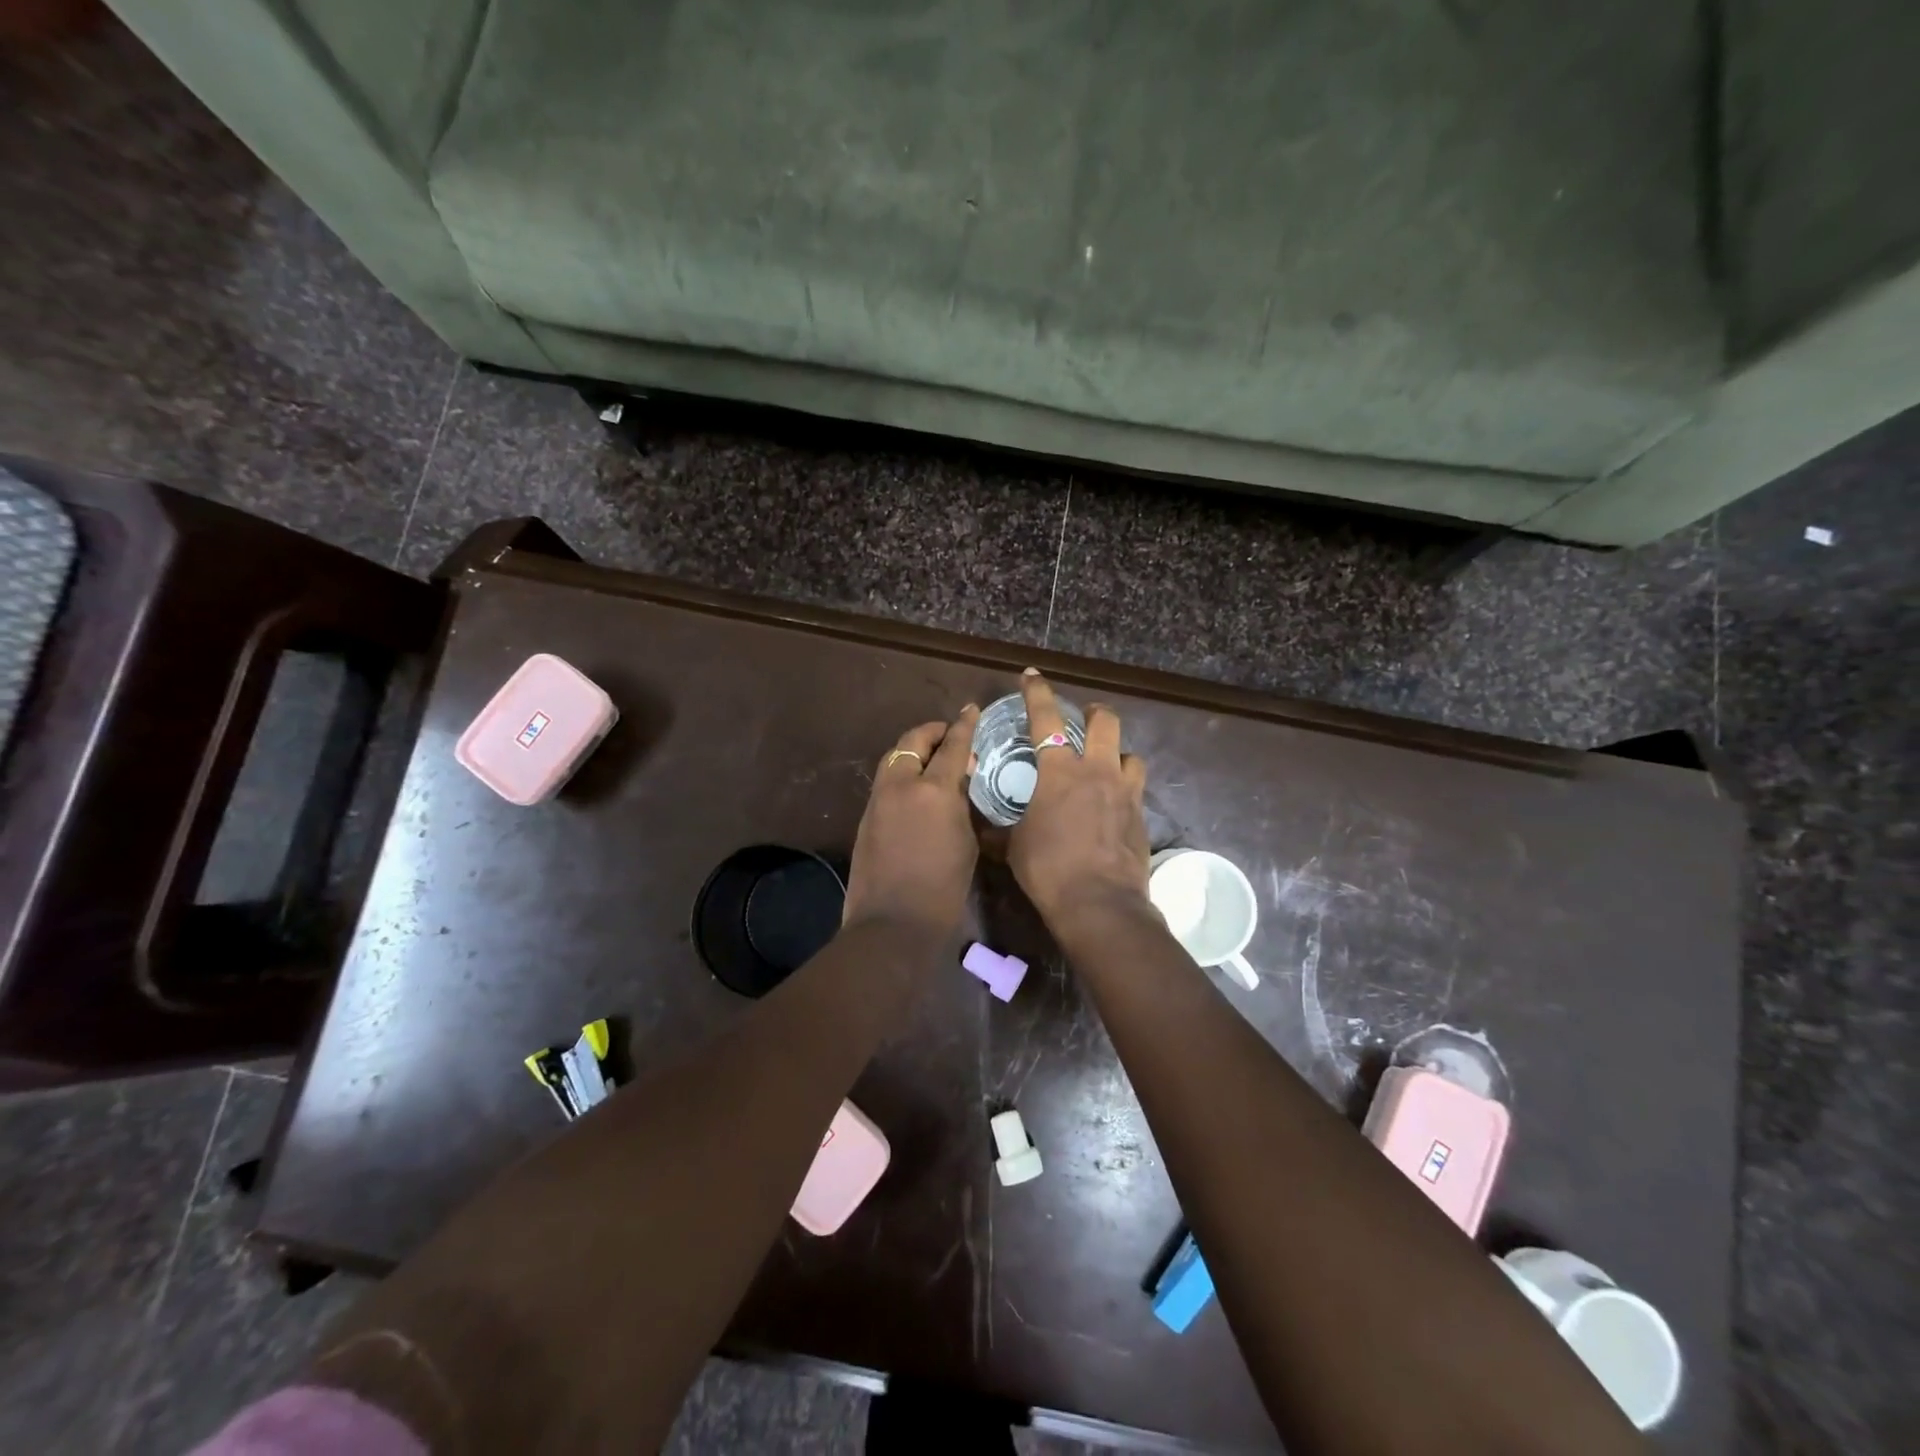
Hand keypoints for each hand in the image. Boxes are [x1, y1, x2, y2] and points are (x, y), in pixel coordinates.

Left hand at [842, 705, 980, 939]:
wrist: (893, 923)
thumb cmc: (943, 889)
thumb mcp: (966, 843)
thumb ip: (962, 806)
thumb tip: (959, 785)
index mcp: (934, 790)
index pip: (953, 746)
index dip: (964, 726)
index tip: (971, 710)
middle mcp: (901, 785)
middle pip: (913, 741)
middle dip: (932, 732)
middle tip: (948, 734)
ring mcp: (878, 800)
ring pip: (894, 759)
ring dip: (913, 751)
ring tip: (931, 758)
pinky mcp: (865, 817)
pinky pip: (885, 782)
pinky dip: (901, 774)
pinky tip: (914, 788)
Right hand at [1007, 669, 1150, 925]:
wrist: (1099, 904)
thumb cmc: (1048, 869)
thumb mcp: (1012, 846)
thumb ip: (1000, 828)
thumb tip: (982, 826)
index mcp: (1060, 771)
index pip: (1046, 718)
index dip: (1037, 692)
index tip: (1032, 674)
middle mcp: (1097, 771)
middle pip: (1105, 722)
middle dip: (1094, 712)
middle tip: (1083, 719)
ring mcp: (1125, 792)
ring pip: (1130, 754)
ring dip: (1116, 753)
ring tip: (1104, 765)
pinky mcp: (1141, 816)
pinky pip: (1135, 789)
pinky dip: (1123, 788)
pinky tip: (1112, 806)